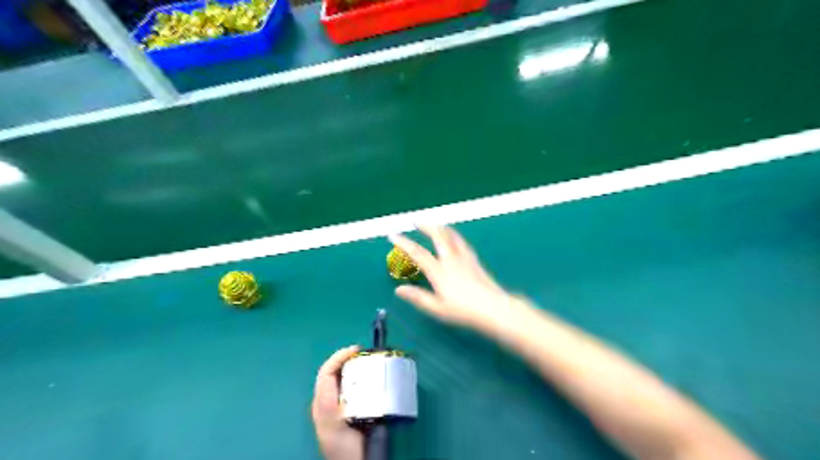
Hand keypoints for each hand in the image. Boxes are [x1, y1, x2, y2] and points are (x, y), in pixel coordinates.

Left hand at [314, 347, 362, 459]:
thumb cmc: (344, 447)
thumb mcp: (334, 424)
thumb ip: (330, 404)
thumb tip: (340, 379)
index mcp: (322, 403)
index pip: (326, 372)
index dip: (339, 356)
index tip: (357, 349)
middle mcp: (325, 402)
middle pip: (331, 372)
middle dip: (345, 359)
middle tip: (363, 354)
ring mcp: (334, 407)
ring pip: (339, 379)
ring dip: (351, 367)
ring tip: (366, 362)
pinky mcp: (343, 411)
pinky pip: (347, 387)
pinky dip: (356, 377)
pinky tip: (367, 379)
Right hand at [388, 225, 520, 329]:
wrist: (494, 308)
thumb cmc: (464, 311)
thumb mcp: (437, 309)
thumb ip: (418, 297)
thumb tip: (399, 290)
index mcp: (439, 272)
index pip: (418, 253)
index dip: (404, 243)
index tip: (393, 235)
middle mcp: (451, 260)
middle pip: (438, 236)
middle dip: (426, 226)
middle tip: (416, 220)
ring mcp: (464, 258)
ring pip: (451, 235)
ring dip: (440, 227)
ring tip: (434, 224)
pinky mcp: (474, 260)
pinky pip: (461, 241)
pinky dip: (453, 234)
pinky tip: (454, 236)